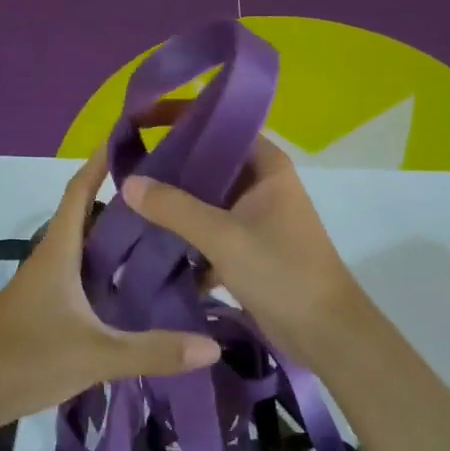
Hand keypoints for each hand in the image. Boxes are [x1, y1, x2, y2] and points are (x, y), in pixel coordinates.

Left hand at [0, 150, 221, 435]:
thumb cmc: (25, 359)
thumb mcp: (95, 355)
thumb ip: (153, 351)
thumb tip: (213, 346)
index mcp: (58, 252)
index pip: (79, 190)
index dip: (101, 161)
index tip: (131, 137)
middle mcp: (51, 259)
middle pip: (88, 216)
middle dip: (123, 200)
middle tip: (169, 193)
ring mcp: (45, 286)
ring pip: (86, 249)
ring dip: (116, 237)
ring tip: (164, 235)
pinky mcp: (44, 310)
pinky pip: (82, 276)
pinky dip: (107, 271)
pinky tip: (133, 288)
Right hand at [120, 133, 373, 367]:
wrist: (325, 333)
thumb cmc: (281, 271)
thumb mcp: (223, 236)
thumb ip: (174, 207)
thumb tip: (127, 183)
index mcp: (265, 165)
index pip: (218, 124)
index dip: (180, 117)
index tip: (139, 119)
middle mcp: (261, 183)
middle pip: (207, 162)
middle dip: (168, 166)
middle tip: (124, 165)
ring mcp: (255, 217)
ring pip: (205, 200)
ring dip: (173, 205)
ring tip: (129, 205)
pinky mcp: (248, 248)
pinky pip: (209, 232)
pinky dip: (186, 238)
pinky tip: (150, 247)